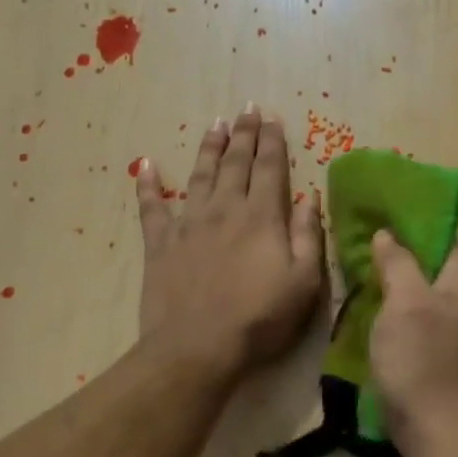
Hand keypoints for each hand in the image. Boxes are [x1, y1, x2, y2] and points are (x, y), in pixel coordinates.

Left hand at [136, 106, 324, 377]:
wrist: (197, 347)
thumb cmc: (260, 318)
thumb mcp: (304, 282)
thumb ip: (310, 236)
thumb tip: (311, 198)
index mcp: (262, 217)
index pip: (269, 168)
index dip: (272, 141)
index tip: (272, 118)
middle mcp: (224, 209)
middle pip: (235, 163)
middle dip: (244, 134)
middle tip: (246, 109)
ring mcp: (188, 224)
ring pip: (199, 175)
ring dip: (208, 148)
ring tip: (215, 125)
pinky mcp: (159, 244)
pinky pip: (151, 208)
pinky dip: (148, 185)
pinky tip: (146, 165)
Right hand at [369, 231, 457, 436]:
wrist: (437, 426)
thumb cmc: (421, 357)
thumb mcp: (404, 300)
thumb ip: (397, 261)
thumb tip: (387, 233)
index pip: (437, 232)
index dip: (405, 222)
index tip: (371, 214)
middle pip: (427, 260)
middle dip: (394, 251)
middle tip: (354, 240)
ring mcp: (455, 321)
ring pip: (418, 288)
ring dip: (391, 280)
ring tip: (355, 267)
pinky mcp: (440, 346)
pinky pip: (415, 314)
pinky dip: (394, 307)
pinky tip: (367, 304)